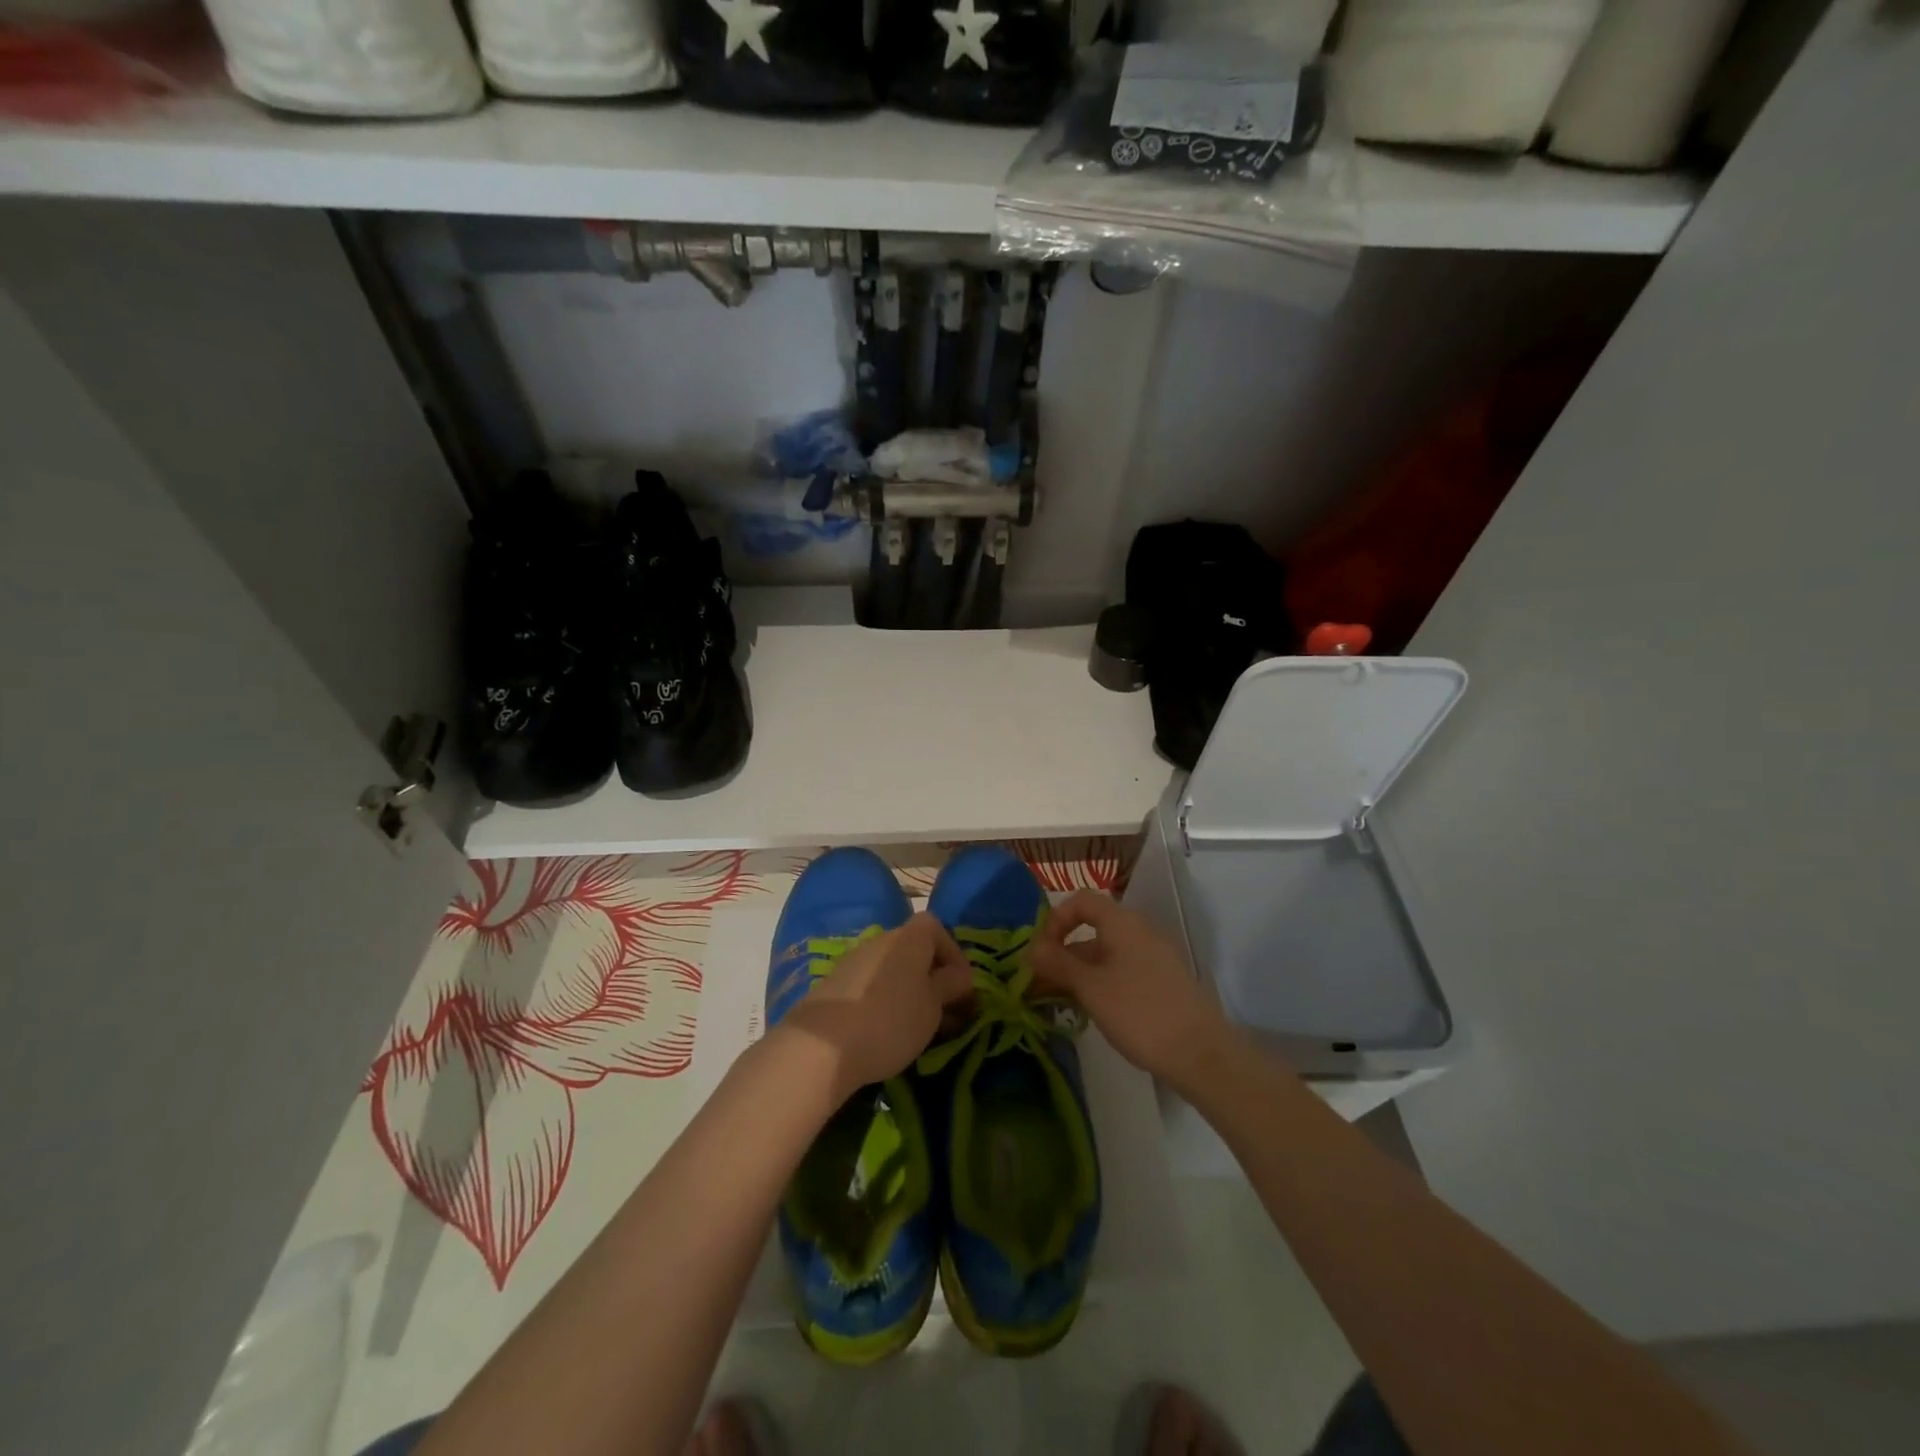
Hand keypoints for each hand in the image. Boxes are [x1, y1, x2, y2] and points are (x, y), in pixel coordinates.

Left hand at [779, 913, 972, 1101]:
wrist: (821, 1046)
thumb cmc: (891, 1021)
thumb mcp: (933, 1006)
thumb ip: (950, 985)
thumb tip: (959, 975)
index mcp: (909, 938)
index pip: (936, 927)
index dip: (953, 953)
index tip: (961, 986)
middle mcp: (880, 940)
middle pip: (913, 948)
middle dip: (931, 976)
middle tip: (944, 1011)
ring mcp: (853, 960)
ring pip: (890, 968)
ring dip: (907, 990)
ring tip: (917, 1026)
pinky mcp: (833, 985)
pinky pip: (869, 984)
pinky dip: (883, 1000)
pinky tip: (884, 1029)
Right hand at [1032, 890, 1232, 1094]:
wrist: (1201, 1054)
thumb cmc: (1139, 1013)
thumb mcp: (1090, 987)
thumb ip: (1058, 963)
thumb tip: (1030, 948)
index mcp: (1122, 923)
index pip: (1081, 900)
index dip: (1056, 919)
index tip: (1042, 952)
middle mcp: (1139, 931)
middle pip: (1092, 928)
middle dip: (1063, 952)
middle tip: (1042, 984)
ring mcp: (1155, 957)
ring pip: (1107, 953)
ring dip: (1080, 971)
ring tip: (1062, 1002)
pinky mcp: (1163, 982)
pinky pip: (1123, 970)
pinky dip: (1102, 983)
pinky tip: (1094, 1012)